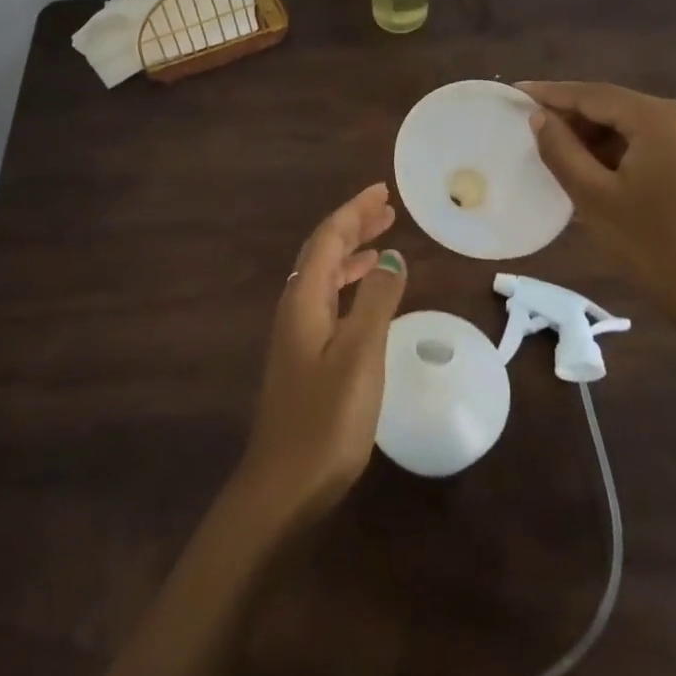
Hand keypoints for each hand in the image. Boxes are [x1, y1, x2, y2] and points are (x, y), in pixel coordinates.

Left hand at [234, 184, 407, 528]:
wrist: (285, 484)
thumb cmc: (327, 418)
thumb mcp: (360, 354)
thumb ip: (377, 301)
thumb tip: (391, 257)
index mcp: (305, 298)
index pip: (328, 238)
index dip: (354, 211)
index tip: (383, 192)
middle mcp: (296, 307)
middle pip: (323, 251)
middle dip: (353, 226)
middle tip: (387, 210)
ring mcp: (297, 333)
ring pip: (325, 276)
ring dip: (352, 255)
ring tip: (383, 243)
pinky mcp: (304, 356)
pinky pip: (328, 301)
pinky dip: (349, 285)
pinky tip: (367, 297)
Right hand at [518, 81, 675, 350]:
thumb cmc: (655, 247)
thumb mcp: (595, 198)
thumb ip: (561, 150)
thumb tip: (540, 118)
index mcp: (661, 119)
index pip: (594, 94)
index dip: (551, 94)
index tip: (515, 92)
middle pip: (617, 107)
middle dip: (573, 115)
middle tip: (529, 126)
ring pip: (635, 127)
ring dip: (595, 136)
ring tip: (554, 150)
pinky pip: (653, 145)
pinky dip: (620, 152)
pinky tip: (593, 169)